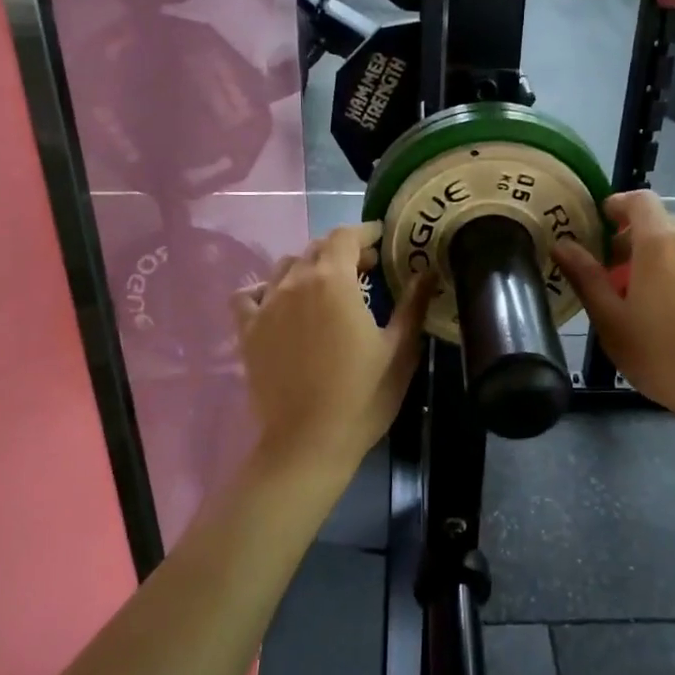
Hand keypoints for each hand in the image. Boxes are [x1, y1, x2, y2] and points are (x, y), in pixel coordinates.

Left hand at [232, 224, 432, 471]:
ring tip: (326, 287)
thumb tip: (427, 271)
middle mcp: (295, 283)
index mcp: (334, 281)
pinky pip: (249, 295)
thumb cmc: (363, 396)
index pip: (345, 236)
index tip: (382, 240)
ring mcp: (266, 306)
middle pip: (316, 248)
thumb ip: (413, 304)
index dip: (365, 232)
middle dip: (343, 250)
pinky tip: (280, 304)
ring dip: (309, 267)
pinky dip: (266, 290)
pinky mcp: (247, 331)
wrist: (308, 443)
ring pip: (285, 267)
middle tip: (366, 269)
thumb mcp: (399, 350)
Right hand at [554, 191, 674, 427]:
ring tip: (650, 299)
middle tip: (615, 274)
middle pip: (661, 224)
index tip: (601, 223)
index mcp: (660, 243)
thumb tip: (563, 245)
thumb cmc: (662, 355)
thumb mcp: (611, 321)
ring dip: (663, 259)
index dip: (617, 205)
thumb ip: (586, 277)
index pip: (639, 200)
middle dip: (634, 240)